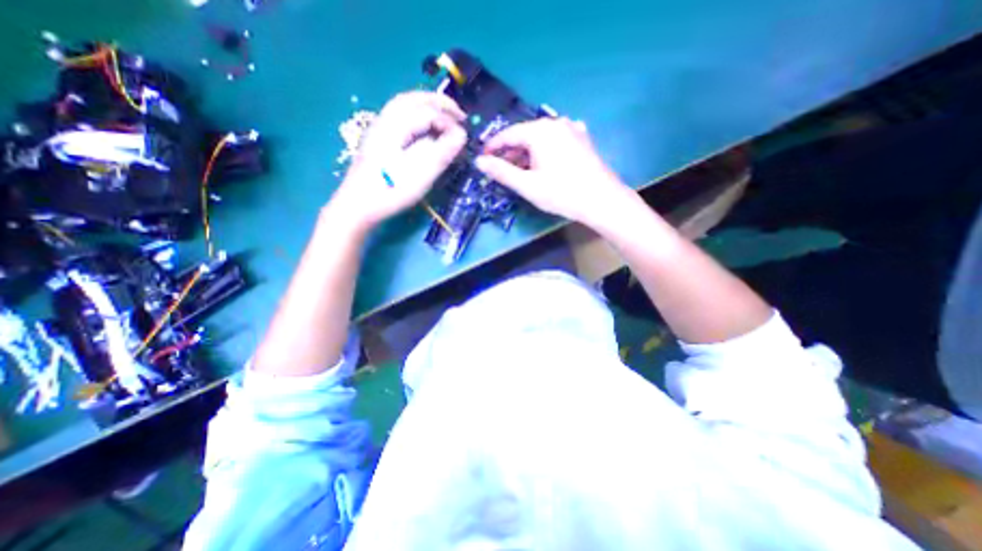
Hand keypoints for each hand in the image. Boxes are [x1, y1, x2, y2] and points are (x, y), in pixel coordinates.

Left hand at [332, 91, 463, 228]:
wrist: (357, 206)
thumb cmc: (390, 190)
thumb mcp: (420, 174)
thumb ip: (442, 152)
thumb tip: (461, 135)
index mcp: (396, 126)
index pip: (428, 112)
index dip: (449, 122)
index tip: (465, 137)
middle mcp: (386, 121)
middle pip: (414, 100)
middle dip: (440, 104)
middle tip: (461, 116)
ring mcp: (380, 130)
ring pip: (405, 106)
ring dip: (428, 107)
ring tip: (446, 117)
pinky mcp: (379, 141)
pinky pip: (401, 117)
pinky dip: (418, 115)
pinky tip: (425, 129)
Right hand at [478, 116, 636, 225]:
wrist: (602, 200)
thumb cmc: (561, 193)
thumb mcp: (527, 185)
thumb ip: (501, 172)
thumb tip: (479, 162)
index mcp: (540, 131)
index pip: (508, 134)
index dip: (493, 147)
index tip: (483, 159)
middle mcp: (556, 123)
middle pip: (525, 135)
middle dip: (511, 153)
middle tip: (501, 170)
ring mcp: (572, 129)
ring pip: (541, 139)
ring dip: (527, 154)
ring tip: (521, 171)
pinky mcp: (583, 139)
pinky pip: (556, 141)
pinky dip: (545, 152)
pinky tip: (545, 165)